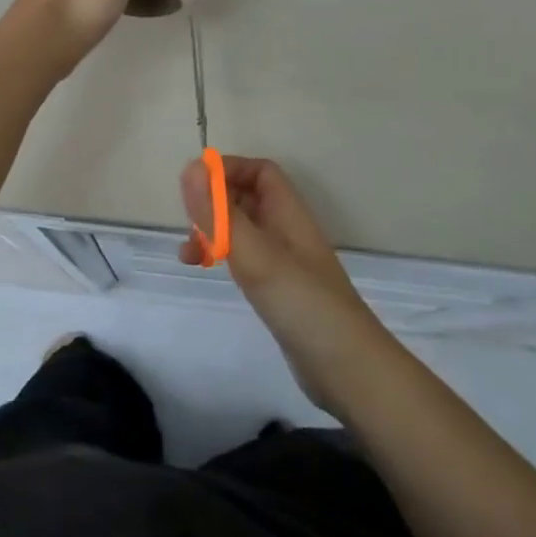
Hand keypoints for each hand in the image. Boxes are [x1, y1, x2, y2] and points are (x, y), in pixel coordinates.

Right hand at [179, 155, 398, 416]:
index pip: (259, 172)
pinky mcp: (280, 291)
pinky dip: (224, 258)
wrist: (348, 370)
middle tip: (188, 226)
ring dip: (214, 232)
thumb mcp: (255, 255)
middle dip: (215, 204)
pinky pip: (246, 259)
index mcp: (289, 213)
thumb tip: (191, 167)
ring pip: (244, 231)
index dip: (228, 171)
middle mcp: (288, 231)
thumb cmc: (302, 303)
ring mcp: (285, 263)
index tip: (193, 187)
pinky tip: (209, 273)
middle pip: (248, 199)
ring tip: (187, 255)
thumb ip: (220, 214)